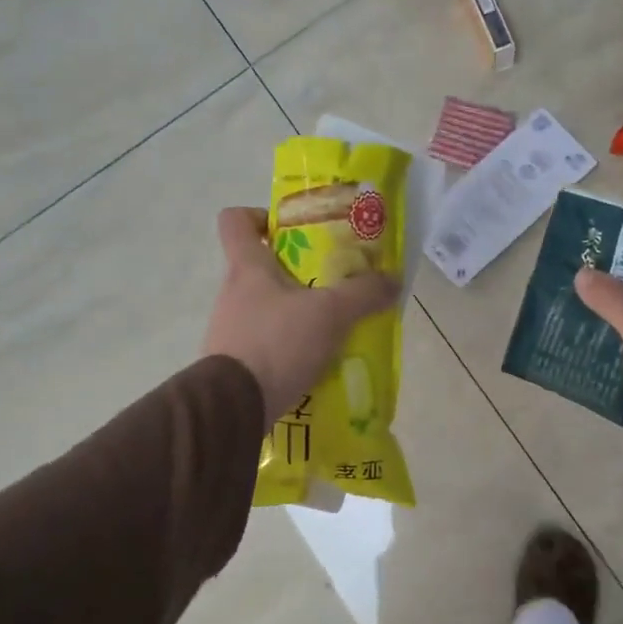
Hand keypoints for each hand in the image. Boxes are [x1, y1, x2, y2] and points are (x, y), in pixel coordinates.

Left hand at [202, 207, 398, 423]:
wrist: (233, 407)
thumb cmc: (277, 343)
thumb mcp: (331, 313)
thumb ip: (363, 293)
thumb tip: (393, 280)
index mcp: (246, 268)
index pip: (235, 221)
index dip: (259, 216)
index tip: (290, 229)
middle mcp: (231, 294)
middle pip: (259, 268)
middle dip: (296, 273)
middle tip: (332, 283)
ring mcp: (229, 330)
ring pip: (265, 308)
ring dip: (295, 313)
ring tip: (330, 328)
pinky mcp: (233, 364)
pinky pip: (265, 344)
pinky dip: (288, 348)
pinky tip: (315, 362)